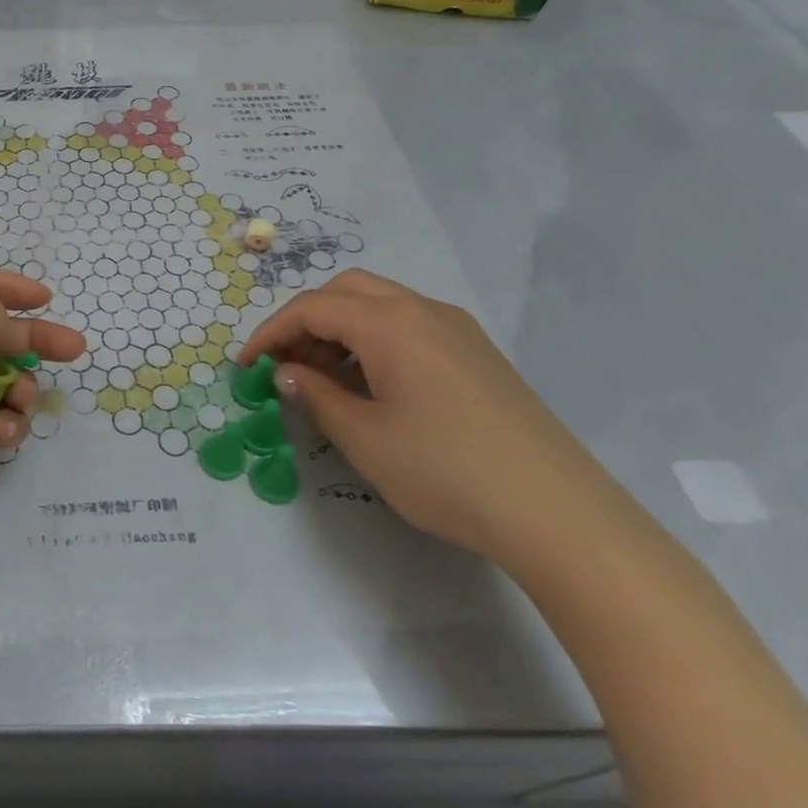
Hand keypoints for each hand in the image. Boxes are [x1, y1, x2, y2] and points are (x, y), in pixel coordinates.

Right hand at [241, 269, 617, 567]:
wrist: (561, 516)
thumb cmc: (447, 472)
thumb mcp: (364, 438)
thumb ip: (316, 395)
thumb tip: (287, 374)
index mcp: (391, 323)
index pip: (312, 307)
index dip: (271, 333)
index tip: (246, 367)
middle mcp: (424, 311)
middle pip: (346, 291)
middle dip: (306, 320)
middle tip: (287, 366)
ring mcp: (457, 330)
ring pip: (380, 305)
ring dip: (341, 330)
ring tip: (324, 380)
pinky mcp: (478, 354)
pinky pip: (409, 327)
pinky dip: (374, 342)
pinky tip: (372, 387)